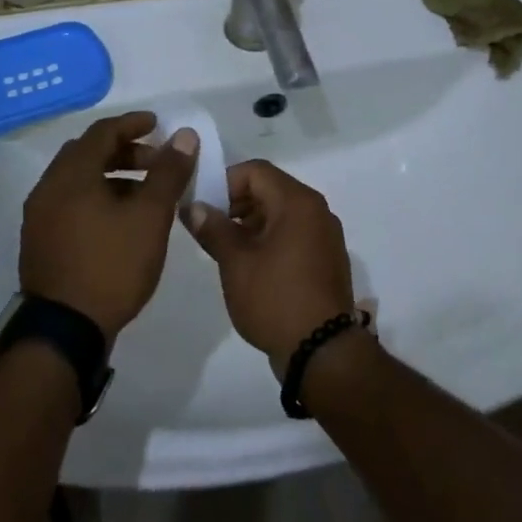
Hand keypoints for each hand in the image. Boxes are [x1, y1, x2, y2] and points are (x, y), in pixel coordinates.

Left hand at [19, 112, 197, 339]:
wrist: (65, 329)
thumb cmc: (112, 265)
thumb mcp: (150, 217)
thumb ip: (168, 173)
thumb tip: (184, 136)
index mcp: (72, 175)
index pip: (102, 132)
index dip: (133, 124)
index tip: (159, 125)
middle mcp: (48, 188)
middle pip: (87, 153)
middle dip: (124, 151)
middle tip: (157, 161)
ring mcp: (40, 216)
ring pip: (78, 180)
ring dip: (112, 176)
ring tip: (145, 193)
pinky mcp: (40, 240)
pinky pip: (71, 202)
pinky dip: (97, 197)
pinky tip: (120, 220)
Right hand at [185, 161, 354, 374]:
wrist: (322, 349)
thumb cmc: (275, 299)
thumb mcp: (236, 262)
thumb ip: (213, 228)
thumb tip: (194, 206)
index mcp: (298, 202)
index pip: (256, 171)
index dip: (224, 182)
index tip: (202, 206)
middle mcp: (317, 210)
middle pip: (271, 189)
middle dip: (236, 202)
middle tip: (209, 227)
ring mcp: (326, 235)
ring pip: (282, 213)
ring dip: (252, 222)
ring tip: (225, 248)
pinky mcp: (327, 258)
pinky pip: (295, 233)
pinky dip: (271, 238)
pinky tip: (251, 264)